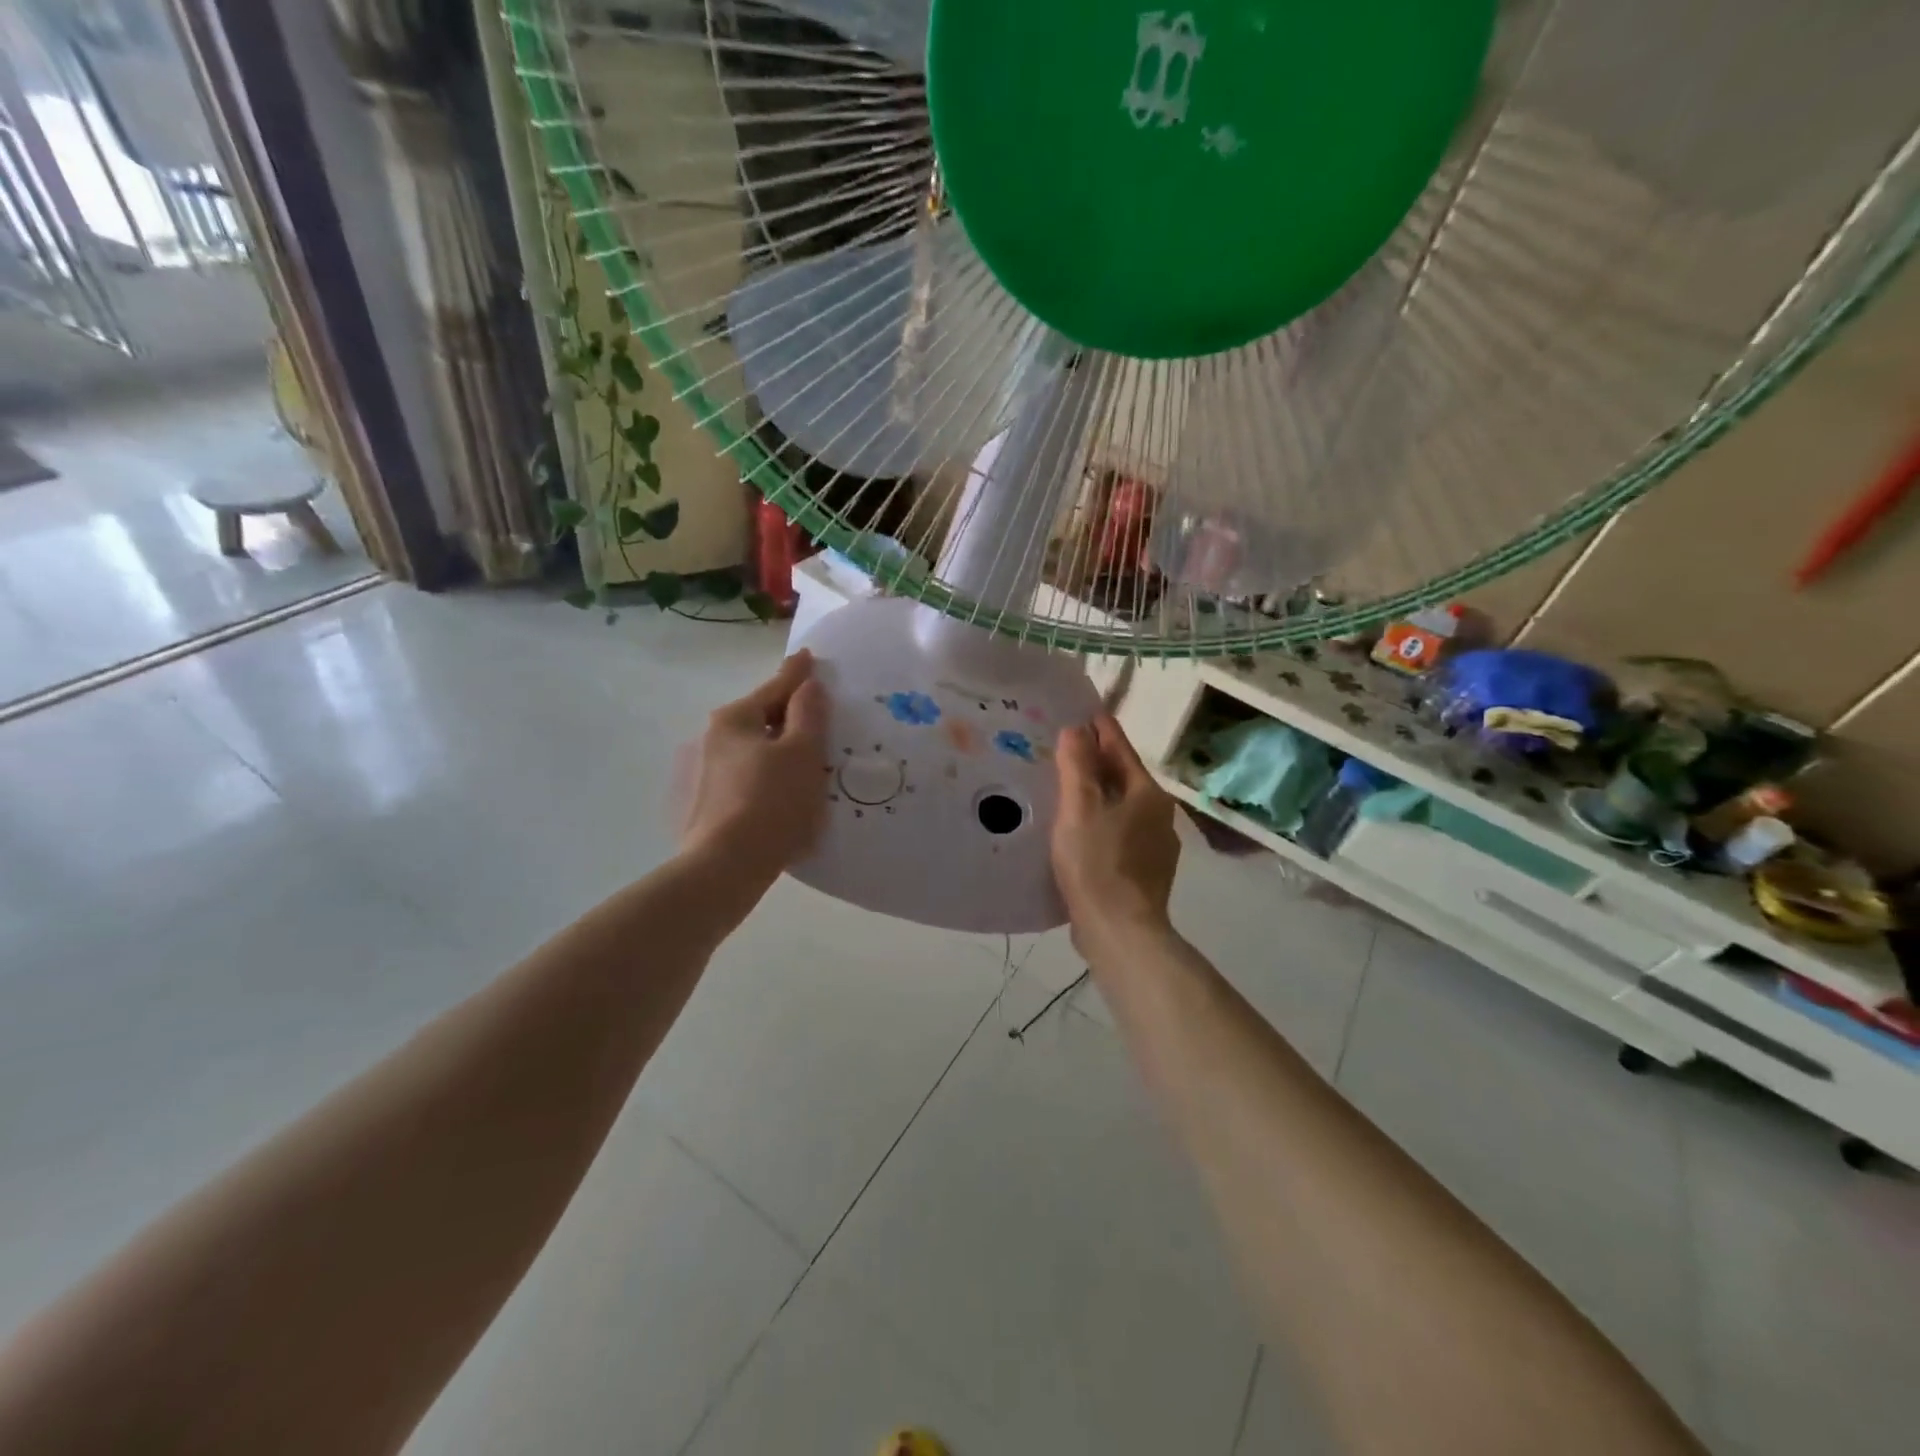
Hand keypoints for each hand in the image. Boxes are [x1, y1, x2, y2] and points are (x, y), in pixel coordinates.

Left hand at [681, 651, 828, 883]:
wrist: (726, 867)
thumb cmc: (772, 802)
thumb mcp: (803, 753)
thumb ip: (809, 714)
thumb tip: (808, 685)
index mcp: (734, 719)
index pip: (775, 687)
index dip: (797, 674)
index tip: (809, 656)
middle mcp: (711, 738)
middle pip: (761, 718)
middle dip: (789, 715)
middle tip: (818, 715)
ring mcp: (703, 773)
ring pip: (752, 749)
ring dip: (778, 749)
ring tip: (806, 759)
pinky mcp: (705, 803)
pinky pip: (746, 776)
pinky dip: (766, 775)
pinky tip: (782, 792)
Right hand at [1052, 714, 1180, 950]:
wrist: (1120, 932)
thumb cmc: (1098, 864)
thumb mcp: (1080, 809)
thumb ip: (1077, 766)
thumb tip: (1076, 728)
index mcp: (1148, 794)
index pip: (1121, 748)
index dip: (1100, 728)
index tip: (1081, 711)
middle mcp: (1160, 815)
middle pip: (1123, 777)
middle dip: (1096, 762)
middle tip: (1063, 749)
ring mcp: (1157, 846)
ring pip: (1123, 807)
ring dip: (1098, 795)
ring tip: (1066, 789)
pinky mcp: (1146, 872)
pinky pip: (1120, 833)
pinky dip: (1102, 823)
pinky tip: (1080, 832)